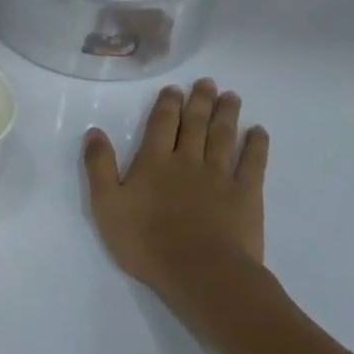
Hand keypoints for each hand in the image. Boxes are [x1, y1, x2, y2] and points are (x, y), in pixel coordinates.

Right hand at [83, 79, 268, 299]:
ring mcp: (220, 177)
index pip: (161, 125)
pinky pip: (253, 163)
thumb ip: (100, 167)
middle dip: (199, 102)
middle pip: (195, 125)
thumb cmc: (145, 241)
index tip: (174, 88)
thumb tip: (94, 132)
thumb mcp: (106, 205)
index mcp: (153, 162)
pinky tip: (259, 132)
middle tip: (207, 83)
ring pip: (224, 138)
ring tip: (231, 96)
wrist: (199, 270)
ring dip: (226, 115)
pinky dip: (256, 145)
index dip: (167, 105)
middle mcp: (188, 161)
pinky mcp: (246, 195)